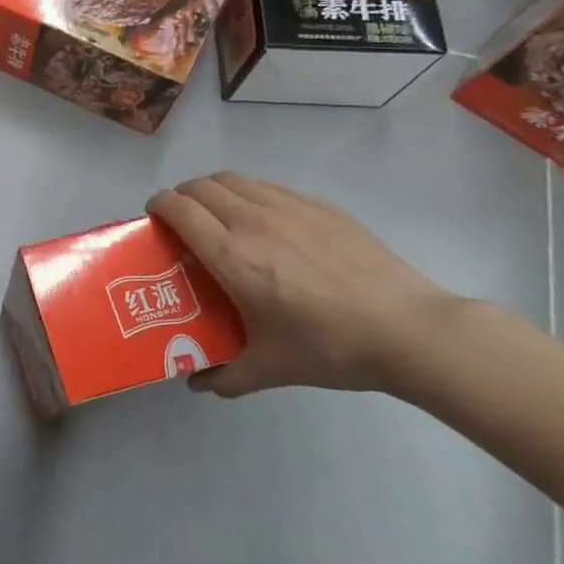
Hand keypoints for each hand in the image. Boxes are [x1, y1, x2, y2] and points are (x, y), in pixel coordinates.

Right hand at [147, 172, 459, 398]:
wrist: (410, 330)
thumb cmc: (330, 347)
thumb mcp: (270, 369)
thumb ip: (224, 376)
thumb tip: (196, 384)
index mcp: (232, 256)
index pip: (179, 209)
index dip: (158, 206)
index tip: (153, 218)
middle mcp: (254, 221)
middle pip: (202, 186)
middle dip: (181, 196)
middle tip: (181, 220)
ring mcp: (291, 208)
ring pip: (235, 179)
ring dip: (213, 189)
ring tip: (216, 214)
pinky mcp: (321, 206)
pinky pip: (269, 185)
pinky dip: (249, 192)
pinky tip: (263, 218)